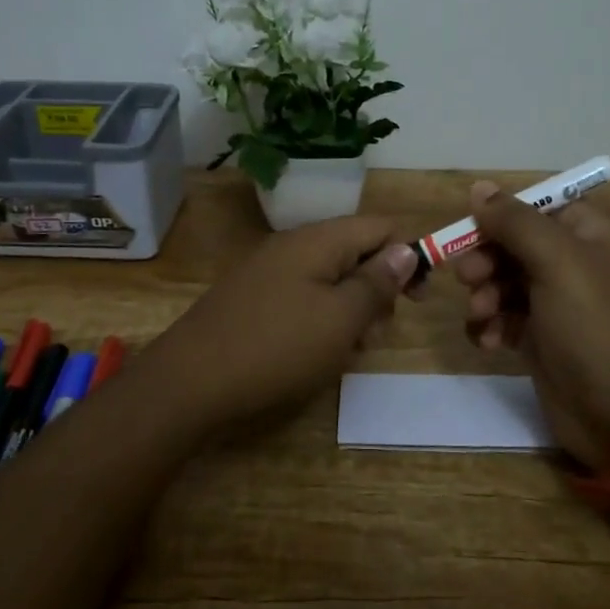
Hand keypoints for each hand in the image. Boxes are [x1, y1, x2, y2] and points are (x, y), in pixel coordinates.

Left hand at [137, 215, 419, 441]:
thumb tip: (406, 249)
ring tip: (345, 352)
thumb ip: (377, 283)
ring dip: (350, 312)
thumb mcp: (340, 319)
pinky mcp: (255, 299)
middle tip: (374, 335)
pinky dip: (321, 322)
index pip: (379, 227)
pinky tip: (316, 355)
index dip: (408, 255)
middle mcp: (294, 246)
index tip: (419, 299)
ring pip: (330, 281)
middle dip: (377, 291)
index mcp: (318, 240)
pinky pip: (303, 299)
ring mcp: (270, 272)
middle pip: (355, 254)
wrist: (190, 381)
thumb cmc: (277, 347)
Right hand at [451, 181, 609, 467]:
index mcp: (589, 236)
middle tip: (468, 279)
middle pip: (514, 245)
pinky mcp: (542, 342)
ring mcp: (558, 306)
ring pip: (504, 283)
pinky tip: (488, 342)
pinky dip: (491, 326)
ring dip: (484, 295)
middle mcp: (574, 265)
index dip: (502, 216)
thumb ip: (515, 222)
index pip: (537, 208)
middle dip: (486, 260)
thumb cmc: (597, 327)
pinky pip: (505, 319)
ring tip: (481, 316)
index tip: (470, 231)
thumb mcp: (558, 262)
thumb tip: (479, 188)